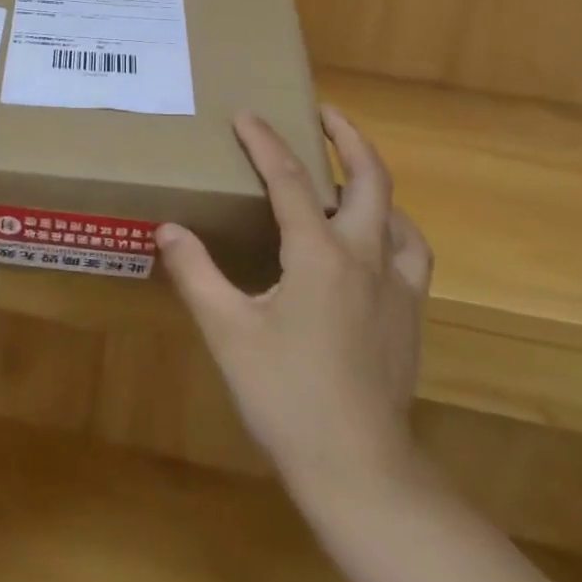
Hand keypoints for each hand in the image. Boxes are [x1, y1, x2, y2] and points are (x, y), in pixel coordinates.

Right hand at [158, 107, 432, 501]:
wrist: (359, 469)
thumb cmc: (286, 395)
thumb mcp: (227, 331)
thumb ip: (196, 273)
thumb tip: (169, 229)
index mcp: (319, 255)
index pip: (291, 180)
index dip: (265, 142)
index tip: (246, 114)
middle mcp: (366, 257)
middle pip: (369, 179)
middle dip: (346, 137)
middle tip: (324, 112)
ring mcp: (397, 287)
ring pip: (398, 213)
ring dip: (373, 181)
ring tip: (347, 173)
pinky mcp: (410, 316)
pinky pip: (412, 253)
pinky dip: (396, 228)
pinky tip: (378, 241)